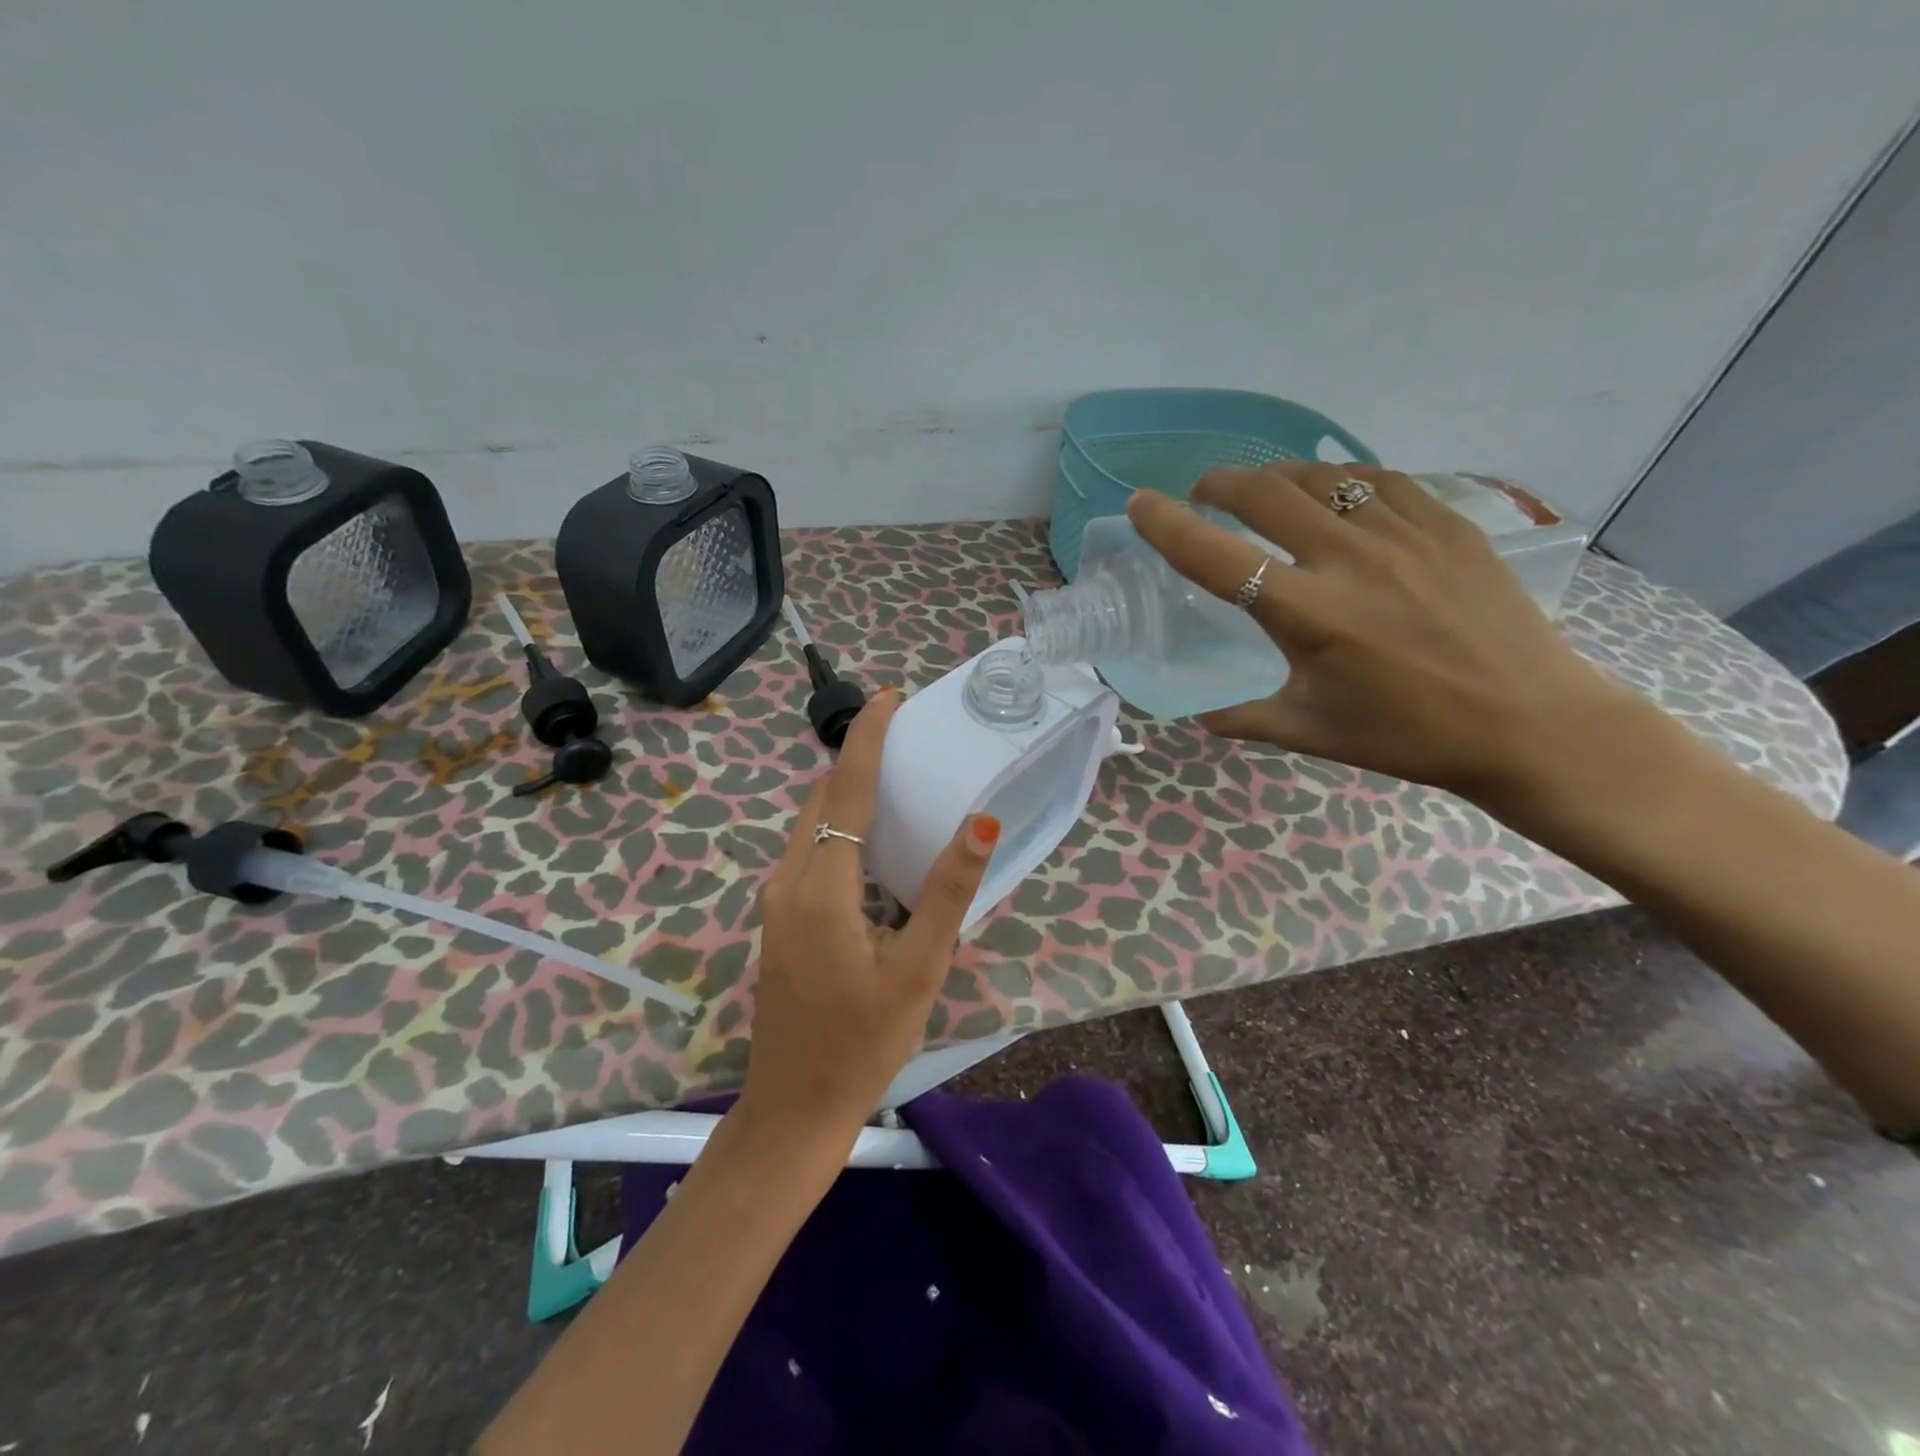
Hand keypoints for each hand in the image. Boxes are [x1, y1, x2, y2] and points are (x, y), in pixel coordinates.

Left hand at [742, 688, 1000, 1141]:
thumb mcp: (918, 970)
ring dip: (847, 790)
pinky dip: (838, 824)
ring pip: (810, 823)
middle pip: (823, 798)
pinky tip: (872, 840)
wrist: (793, 1109)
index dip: (868, 738)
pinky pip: (807, 849)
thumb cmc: (862, 1044)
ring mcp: (776, 900)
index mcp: (821, 886)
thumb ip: (947, 893)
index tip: (890, 697)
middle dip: (859, 756)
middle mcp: (788, 880)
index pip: (846, 790)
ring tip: (897, 776)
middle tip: (908, 737)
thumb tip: (980, 823)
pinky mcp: (778, 918)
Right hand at [1129, 461, 1646, 798]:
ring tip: (1264, 491)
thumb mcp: (1312, 731)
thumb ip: (1245, 718)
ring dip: (1277, 477)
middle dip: (1222, 484)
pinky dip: (1341, 481)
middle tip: (1206, 493)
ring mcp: (1405, 534)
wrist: (1529, 723)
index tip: (1140, 504)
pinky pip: (1381, 481)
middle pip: (1266, 494)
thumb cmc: (1409, 735)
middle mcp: (1349, 561)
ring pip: (1322, 477)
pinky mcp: (1448, 525)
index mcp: (1308, 615)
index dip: (1168, 525)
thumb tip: (1199, 719)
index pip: (1217, 558)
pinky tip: (1336, 495)